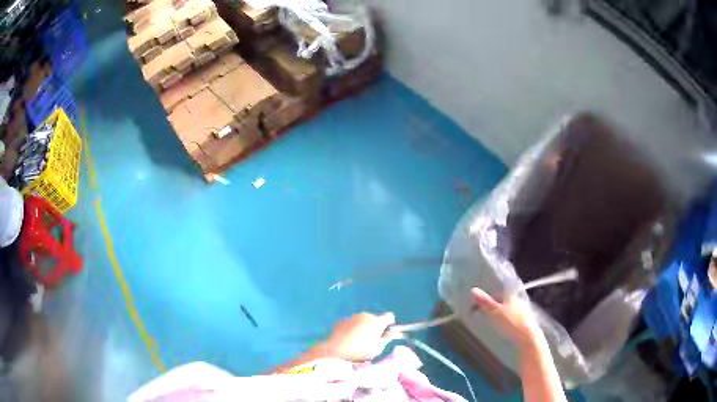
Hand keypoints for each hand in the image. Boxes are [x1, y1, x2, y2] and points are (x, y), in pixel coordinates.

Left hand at [322, 312, 394, 361]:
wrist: (335, 350)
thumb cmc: (359, 351)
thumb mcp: (377, 349)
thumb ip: (385, 340)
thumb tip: (389, 335)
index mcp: (377, 322)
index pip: (389, 316)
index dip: (389, 324)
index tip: (386, 332)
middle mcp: (365, 316)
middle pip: (375, 319)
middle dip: (374, 327)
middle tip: (371, 340)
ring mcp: (353, 317)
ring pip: (362, 321)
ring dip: (363, 328)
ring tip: (357, 342)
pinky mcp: (342, 320)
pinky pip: (351, 324)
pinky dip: (352, 329)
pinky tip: (348, 340)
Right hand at [471, 288, 542, 349]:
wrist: (528, 338)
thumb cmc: (511, 323)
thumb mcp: (495, 312)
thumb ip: (484, 301)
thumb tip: (473, 289)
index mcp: (511, 295)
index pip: (496, 293)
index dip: (485, 299)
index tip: (476, 307)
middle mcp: (518, 300)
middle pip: (502, 301)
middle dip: (492, 306)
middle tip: (482, 314)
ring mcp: (523, 311)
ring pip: (507, 309)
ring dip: (498, 314)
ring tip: (491, 322)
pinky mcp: (525, 321)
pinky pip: (512, 317)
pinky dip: (505, 320)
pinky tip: (502, 327)